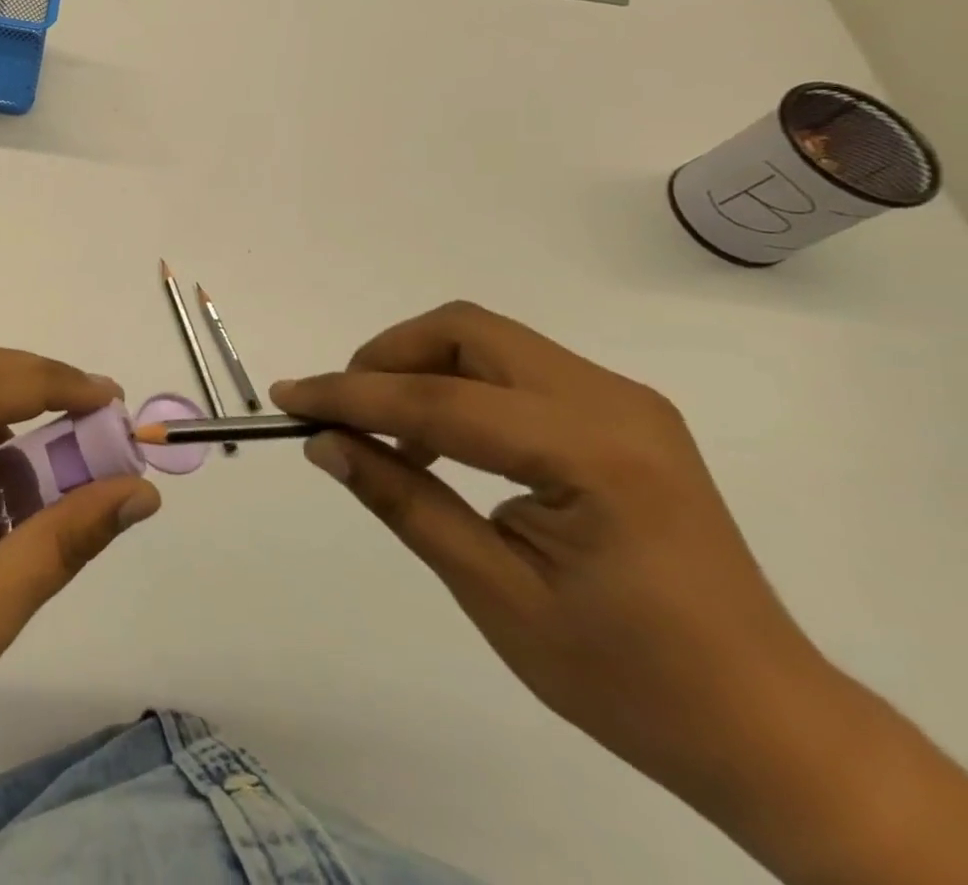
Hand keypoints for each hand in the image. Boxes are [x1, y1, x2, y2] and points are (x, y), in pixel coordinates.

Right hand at [273, 302, 967, 884]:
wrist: (766, 725)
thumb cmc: (630, 679)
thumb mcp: (496, 595)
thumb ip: (404, 502)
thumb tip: (325, 444)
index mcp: (593, 456)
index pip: (440, 401)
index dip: (351, 395)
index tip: (287, 397)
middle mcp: (614, 403)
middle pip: (467, 330)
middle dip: (388, 357)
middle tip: (343, 409)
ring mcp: (624, 401)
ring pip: (489, 338)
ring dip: (420, 365)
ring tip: (384, 428)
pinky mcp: (621, 412)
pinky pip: (515, 367)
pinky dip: (458, 383)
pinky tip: (441, 439)